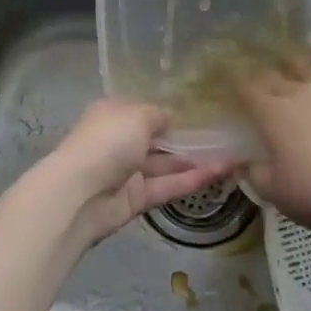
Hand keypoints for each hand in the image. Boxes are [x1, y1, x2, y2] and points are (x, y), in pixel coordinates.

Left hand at [33, 99, 234, 247]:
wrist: (80, 193)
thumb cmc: (108, 141)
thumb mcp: (138, 115)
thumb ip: (159, 115)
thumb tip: (172, 118)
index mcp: (114, 114)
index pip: (145, 111)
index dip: (170, 113)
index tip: (200, 113)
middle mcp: (120, 141)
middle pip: (157, 139)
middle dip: (186, 139)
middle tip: (222, 136)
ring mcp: (127, 172)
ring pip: (165, 164)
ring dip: (195, 161)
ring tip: (230, 156)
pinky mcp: (136, 199)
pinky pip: (166, 186)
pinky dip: (189, 180)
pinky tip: (218, 173)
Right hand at [238, 45, 310, 234]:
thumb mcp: (275, 193)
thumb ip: (254, 174)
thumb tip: (242, 164)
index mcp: (271, 114)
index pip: (247, 89)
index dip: (238, 83)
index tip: (233, 82)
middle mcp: (297, 91)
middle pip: (274, 74)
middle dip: (264, 73)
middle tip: (261, 76)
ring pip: (306, 65)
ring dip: (294, 62)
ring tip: (289, 61)